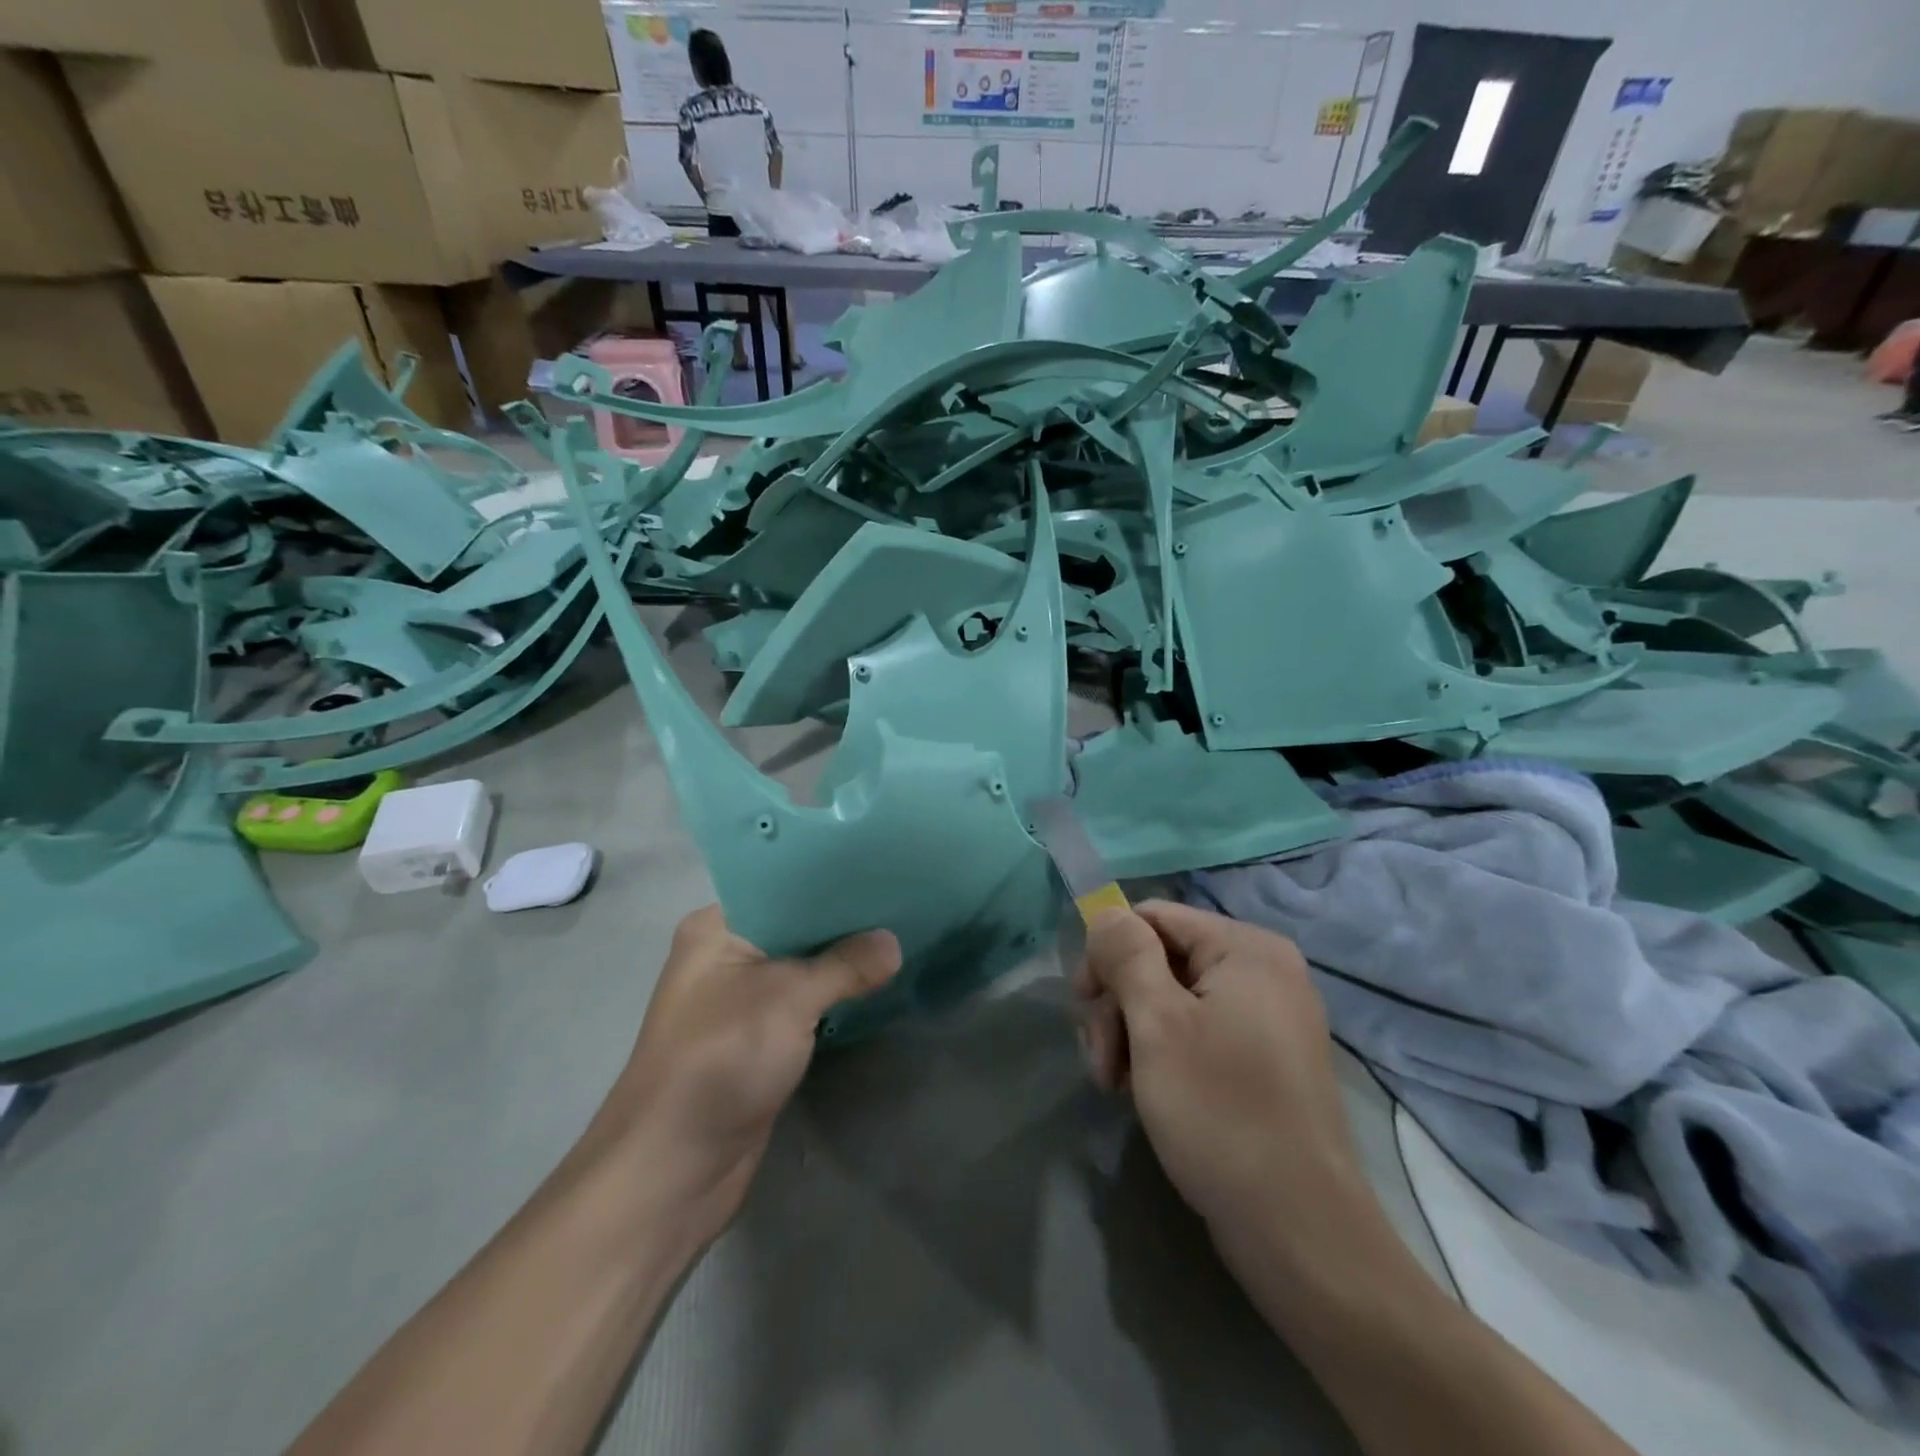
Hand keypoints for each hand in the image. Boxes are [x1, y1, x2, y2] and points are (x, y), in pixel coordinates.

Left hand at [600, 905, 900, 1239]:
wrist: (674, 1167)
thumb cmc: (722, 1058)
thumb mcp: (789, 998)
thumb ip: (845, 964)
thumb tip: (894, 943)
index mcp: (716, 928)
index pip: (781, 885)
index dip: (830, 878)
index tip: (880, 867)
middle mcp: (724, 956)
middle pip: (795, 925)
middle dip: (844, 921)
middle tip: (900, 901)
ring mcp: (739, 1001)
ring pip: (801, 966)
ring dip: (842, 960)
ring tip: (898, 933)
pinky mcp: (755, 1039)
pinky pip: (803, 1003)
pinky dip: (833, 995)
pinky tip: (874, 982)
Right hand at [1075, 901, 1364, 1235]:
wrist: (1299, 1231)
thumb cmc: (1221, 1113)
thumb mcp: (1157, 1024)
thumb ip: (1126, 954)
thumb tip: (1105, 911)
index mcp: (1246, 948)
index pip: (1153, 917)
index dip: (1108, 953)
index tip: (1083, 1005)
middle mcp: (1264, 970)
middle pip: (1161, 958)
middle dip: (1119, 1004)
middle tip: (1100, 1063)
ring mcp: (1269, 1016)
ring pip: (1173, 998)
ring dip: (1133, 1034)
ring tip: (1116, 1086)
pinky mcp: (1265, 1059)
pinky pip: (1199, 1031)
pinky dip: (1163, 1053)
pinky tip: (1146, 1092)